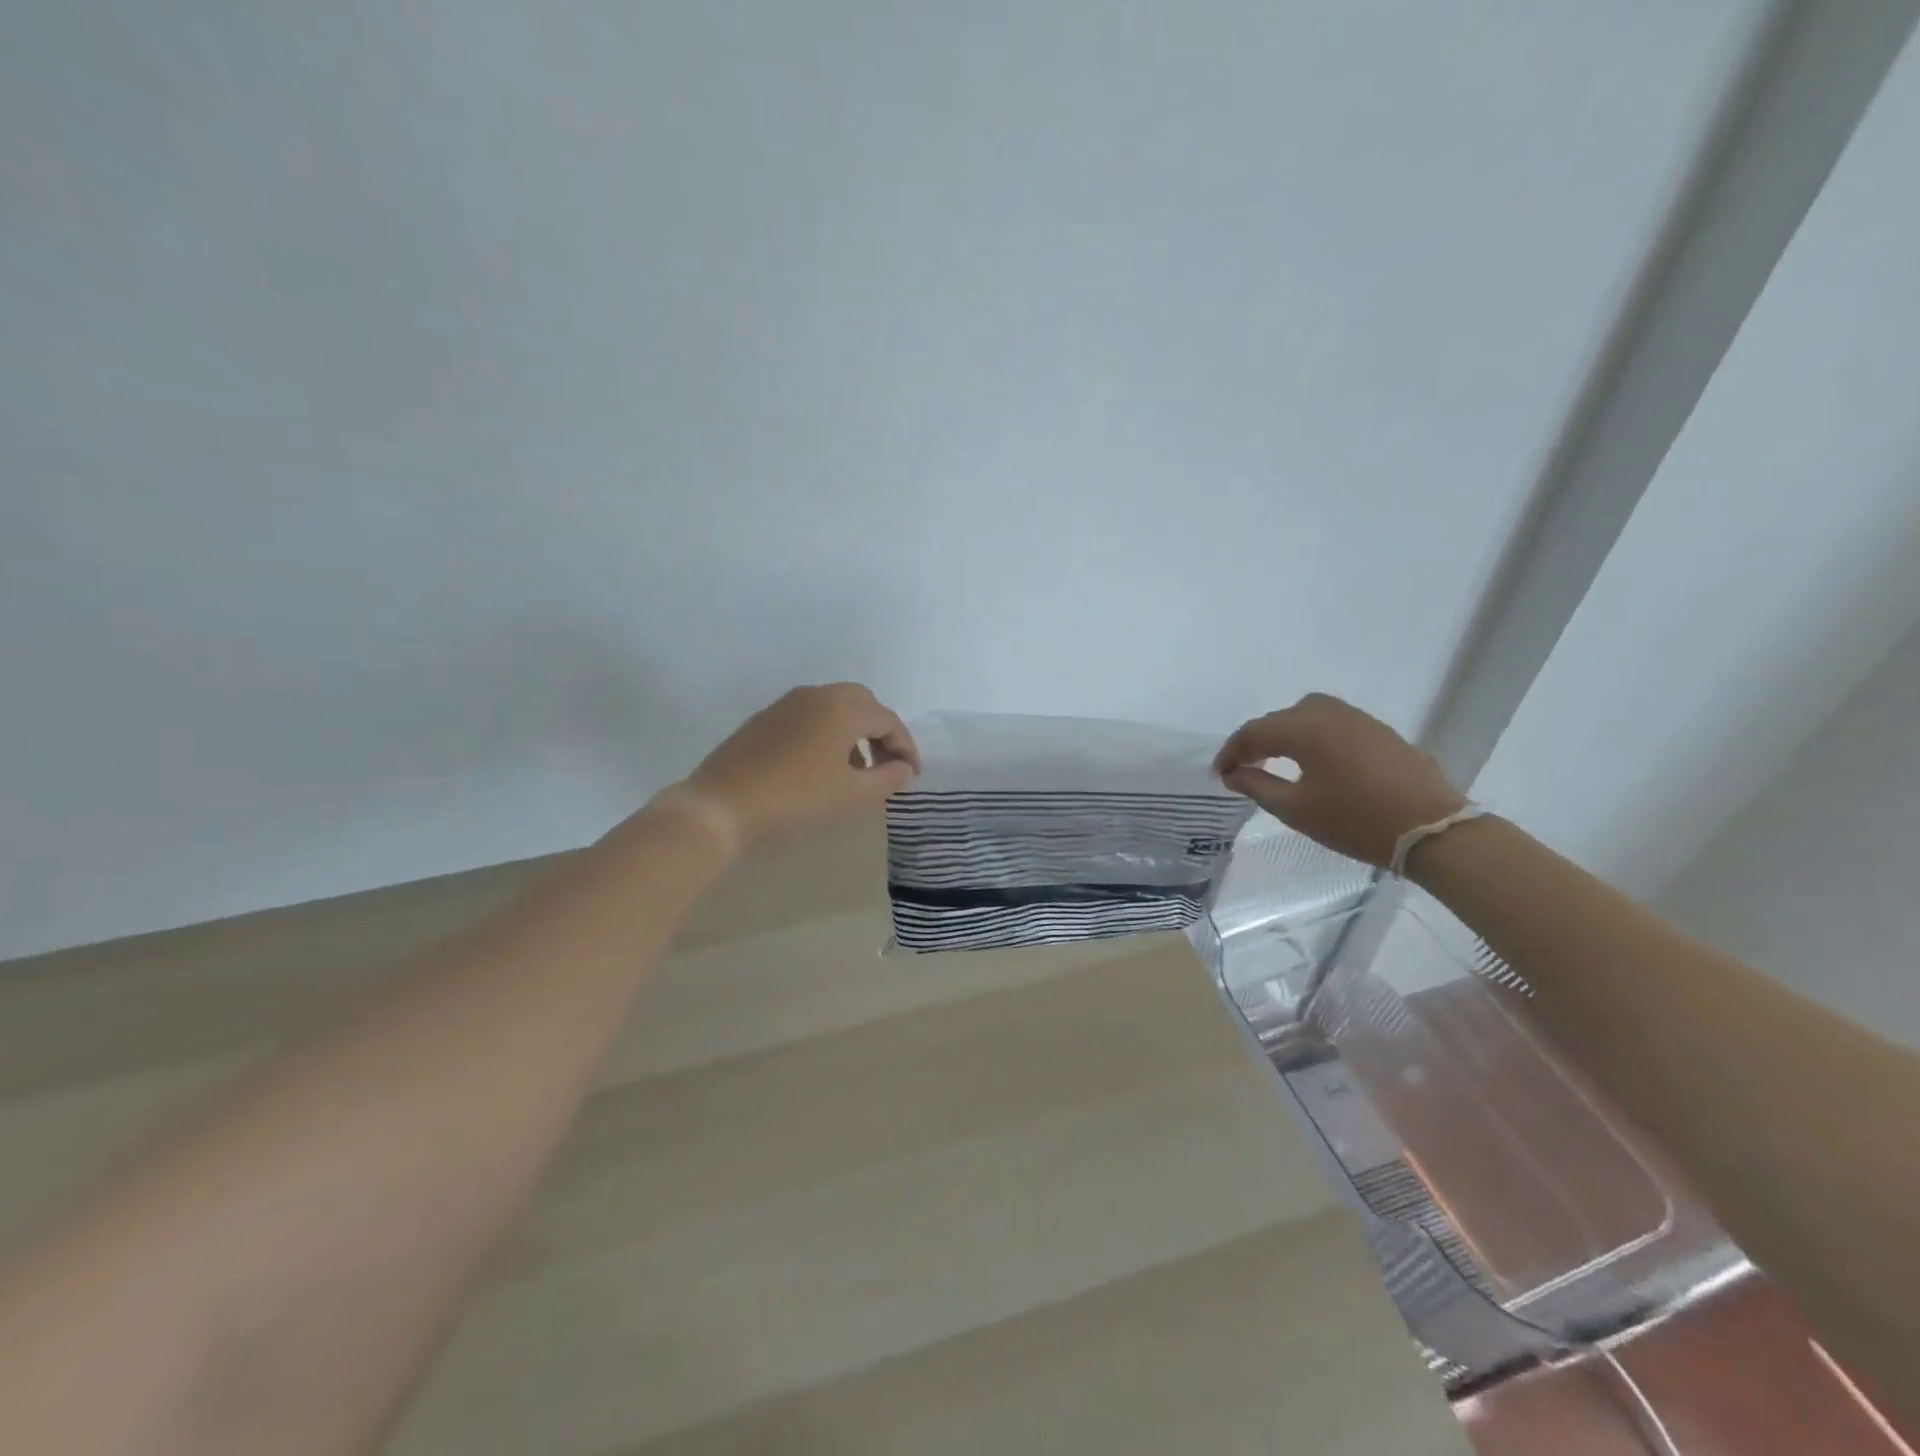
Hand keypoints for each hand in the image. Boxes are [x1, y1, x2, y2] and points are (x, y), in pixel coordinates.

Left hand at [680, 683, 920, 849]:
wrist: (722, 804)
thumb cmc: (796, 798)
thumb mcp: (851, 794)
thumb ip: (887, 778)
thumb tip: (903, 768)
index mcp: (843, 708)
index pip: (888, 720)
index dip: (906, 747)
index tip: (911, 775)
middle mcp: (818, 695)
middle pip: (863, 703)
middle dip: (881, 731)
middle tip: (887, 765)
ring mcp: (788, 703)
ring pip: (835, 706)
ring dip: (854, 731)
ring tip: (856, 769)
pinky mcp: (766, 717)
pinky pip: (810, 715)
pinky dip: (828, 731)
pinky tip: (822, 764)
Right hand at [1213, 693, 1464, 868]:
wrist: (1432, 829)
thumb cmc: (1355, 820)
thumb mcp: (1296, 809)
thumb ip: (1258, 786)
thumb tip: (1235, 774)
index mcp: (1304, 728)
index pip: (1254, 732)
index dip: (1231, 752)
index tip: (1220, 775)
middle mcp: (1329, 713)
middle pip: (1280, 719)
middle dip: (1257, 741)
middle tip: (1245, 768)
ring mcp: (1359, 719)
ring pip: (1308, 716)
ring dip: (1286, 735)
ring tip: (1277, 762)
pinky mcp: (1380, 731)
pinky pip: (1333, 724)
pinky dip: (1313, 737)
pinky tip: (1314, 762)